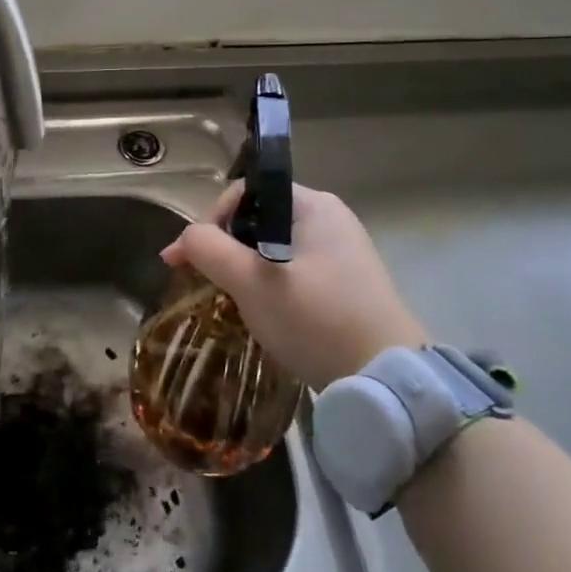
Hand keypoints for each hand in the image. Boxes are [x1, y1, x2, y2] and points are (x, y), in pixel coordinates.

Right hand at [162, 183, 427, 384]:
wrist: (385, 378)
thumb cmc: (315, 319)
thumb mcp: (251, 282)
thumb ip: (209, 249)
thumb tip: (185, 238)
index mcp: (313, 205)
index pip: (246, 193)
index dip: (209, 221)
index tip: (185, 259)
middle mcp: (330, 219)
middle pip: (258, 219)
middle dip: (224, 247)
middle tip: (202, 281)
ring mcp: (341, 253)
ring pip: (273, 248)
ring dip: (243, 269)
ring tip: (227, 298)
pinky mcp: (346, 284)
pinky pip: (292, 270)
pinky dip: (268, 284)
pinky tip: (261, 311)